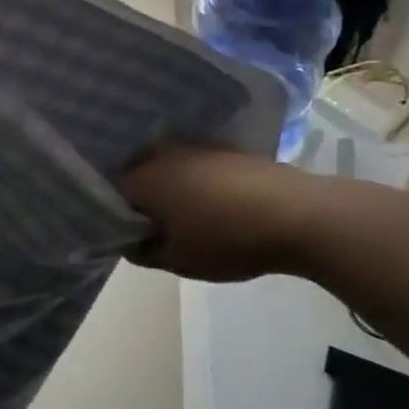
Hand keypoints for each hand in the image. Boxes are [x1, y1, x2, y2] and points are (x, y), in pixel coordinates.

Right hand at [119, 146, 319, 282]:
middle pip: (136, 173)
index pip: (109, 190)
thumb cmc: (227, 239)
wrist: (300, 215)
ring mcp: (198, 148)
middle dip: (139, 197)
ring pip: (168, 166)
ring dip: (169, 187)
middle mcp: (163, 154)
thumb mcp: (178, 260)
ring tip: (181, 214)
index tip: (123, 232)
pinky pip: (197, 165)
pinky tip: (211, 203)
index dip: (111, 212)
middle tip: (149, 225)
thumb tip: (128, 242)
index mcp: (143, 178)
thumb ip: (143, 252)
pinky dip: (195, 181)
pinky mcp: (228, 150)